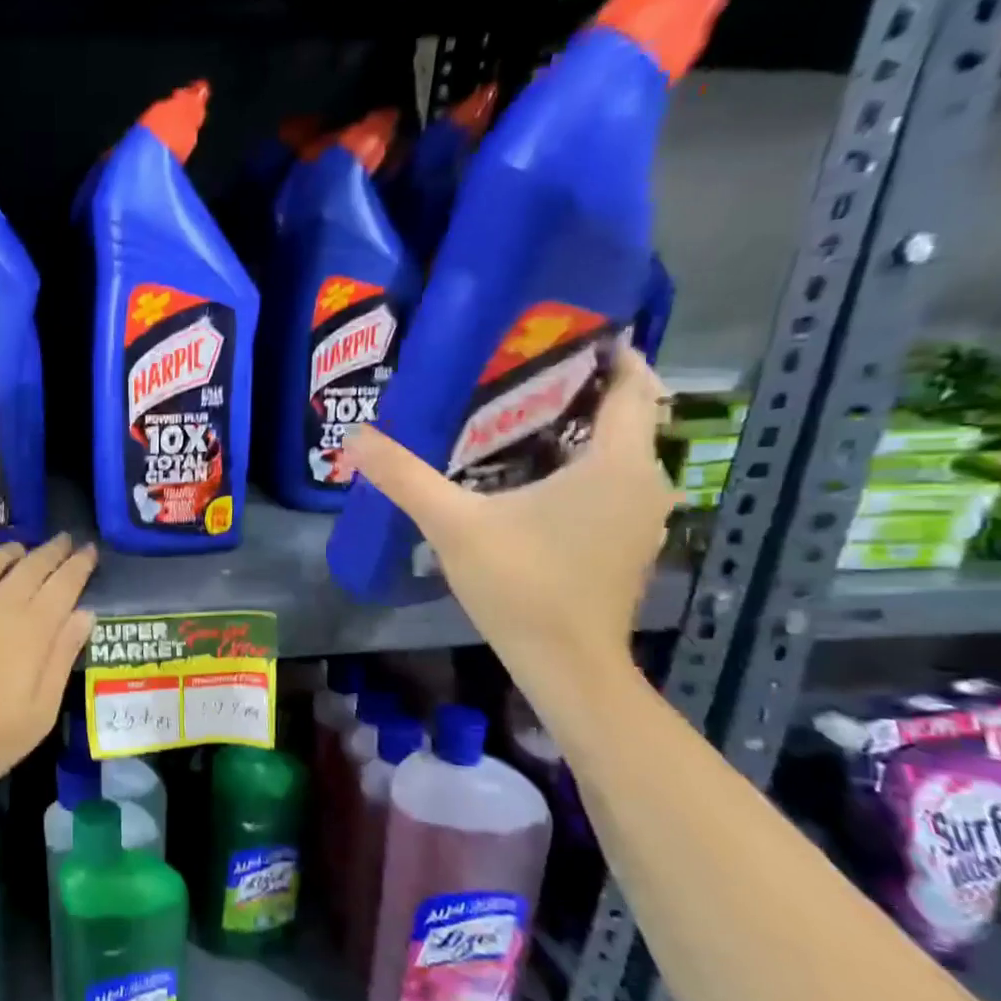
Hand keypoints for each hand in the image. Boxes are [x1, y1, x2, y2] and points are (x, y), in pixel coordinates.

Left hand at [0, 534, 98, 804]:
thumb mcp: (39, 713)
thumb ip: (62, 658)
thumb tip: (84, 614)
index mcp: (32, 628)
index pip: (64, 584)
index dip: (79, 565)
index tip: (90, 549)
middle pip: (31, 566)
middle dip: (52, 551)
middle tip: (63, 541)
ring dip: (8, 552)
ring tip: (18, 550)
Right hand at [342, 345, 673, 676]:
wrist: (566, 664)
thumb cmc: (520, 585)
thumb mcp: (452, 524)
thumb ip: (405, 476)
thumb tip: (356, 436)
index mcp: (616, 463)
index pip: (633, 385)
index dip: (607, 354)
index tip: (561, 336)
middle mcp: (644, 481)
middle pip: (624, 416)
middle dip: (579, 391)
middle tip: (517, 375)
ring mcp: (641, 516)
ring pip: (616, 453)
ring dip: (577, 433)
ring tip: (515, 420)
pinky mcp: (627, 543)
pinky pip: (610, 484)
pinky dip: (580, 468)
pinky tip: (529, 479)